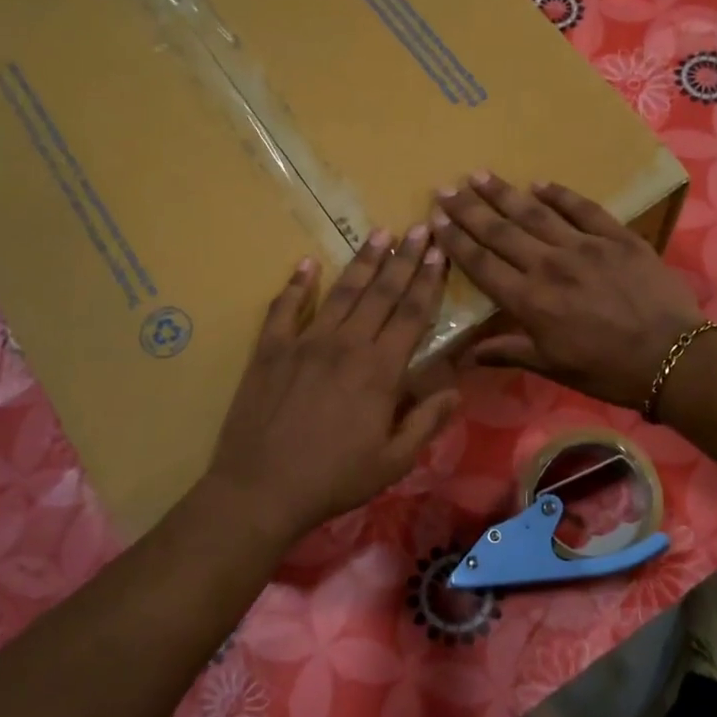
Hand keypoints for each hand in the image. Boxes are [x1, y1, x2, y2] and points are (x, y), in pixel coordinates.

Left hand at [208, 228, 458, 542]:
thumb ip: (426, 421)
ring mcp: (304, 343)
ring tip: (379, 234)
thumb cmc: (334, 479)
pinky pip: (285, 308)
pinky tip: (307, 264)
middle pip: (381, 293)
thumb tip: (455, 390)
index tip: (440, 253)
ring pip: (341, 292)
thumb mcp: (394, 461)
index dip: (429, 281)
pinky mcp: (269, 350)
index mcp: (380, 370)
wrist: (261, 489)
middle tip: (420, 227)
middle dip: (404, 259)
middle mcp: (346, 345)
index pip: (412, 314)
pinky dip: (296, 285)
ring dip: (362, 262)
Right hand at [433, 173, 704, 408]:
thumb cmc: (607, 370)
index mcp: (530, 301)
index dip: (456, 241)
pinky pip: (583, 208)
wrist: (672, 357)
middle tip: (446, 188)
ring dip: (505, 194)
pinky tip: (540, 183)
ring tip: (480, 175)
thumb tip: (468, 353)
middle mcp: (550, 266)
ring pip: (535, 213)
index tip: (435, 220)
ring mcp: (585, 246)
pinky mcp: (617, 237)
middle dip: (470, 209)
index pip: (482, 264)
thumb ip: (509, 352)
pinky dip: (560, 194)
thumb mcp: (553, 367)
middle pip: (501, 232)